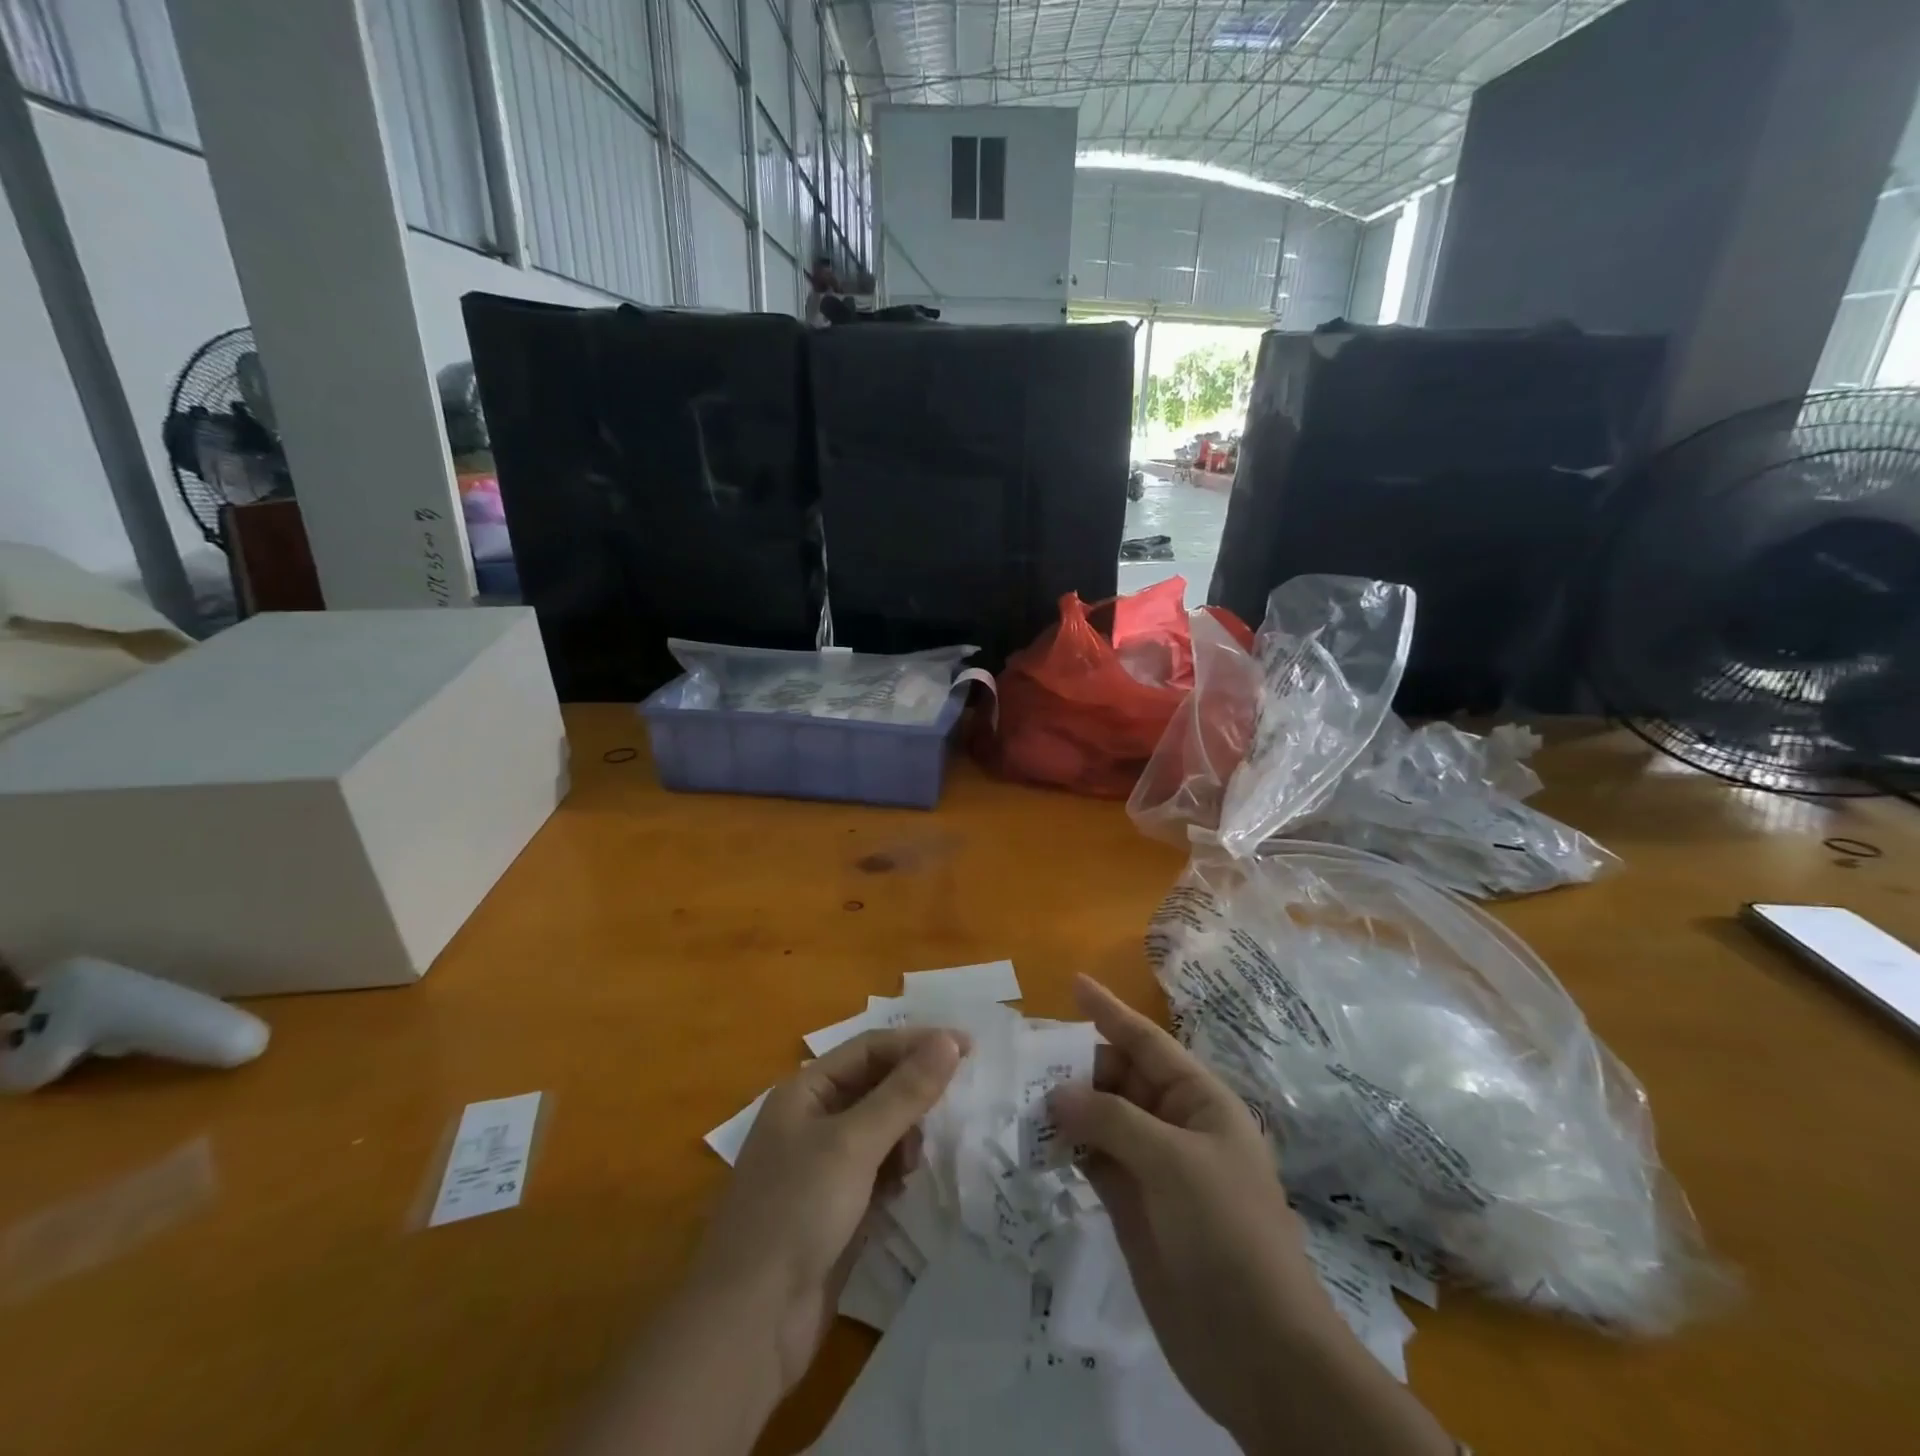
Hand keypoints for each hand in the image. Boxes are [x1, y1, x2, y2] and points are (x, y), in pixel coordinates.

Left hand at [690, 1027, 965, 1390]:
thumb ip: (904, 1092)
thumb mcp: (853, 1144)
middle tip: (954, 1103)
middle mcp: (811, 1120)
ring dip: (905, 1134)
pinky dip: (896, 1169)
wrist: (750, 1324)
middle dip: (912, 1092)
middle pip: (875, 1086)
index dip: (917, 1043)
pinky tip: (905, 1185)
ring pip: (879, 1129)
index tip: (968, 1048)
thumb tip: (949, 1041)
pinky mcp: (835, 1207)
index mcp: (804, 1091)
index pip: (869, 1049)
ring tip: (917, 1159)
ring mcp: (821, 1166)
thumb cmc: (796, 1212)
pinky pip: (877, 1169)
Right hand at [1052, 976, 1453, 1455]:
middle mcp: (1175, 1125)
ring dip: (1066, 1106)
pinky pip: (1092, 1158)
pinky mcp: (1132, 1205)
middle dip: (1078, 1065)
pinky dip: (1066, 1147)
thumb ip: (1111, 1120)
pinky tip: (1036, 1140)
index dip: (1110, 1011)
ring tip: (1020, 1095)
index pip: (1148, 1042)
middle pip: (1119, 1078)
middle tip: (1025, 1058)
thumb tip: (1057, 1094)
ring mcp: (1153, 1167)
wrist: (1258, 1351)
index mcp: (1200, 1101)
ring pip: (1101, 1118)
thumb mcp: (1173, 1162)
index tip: (1073, 982)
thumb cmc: (1226, 1234)